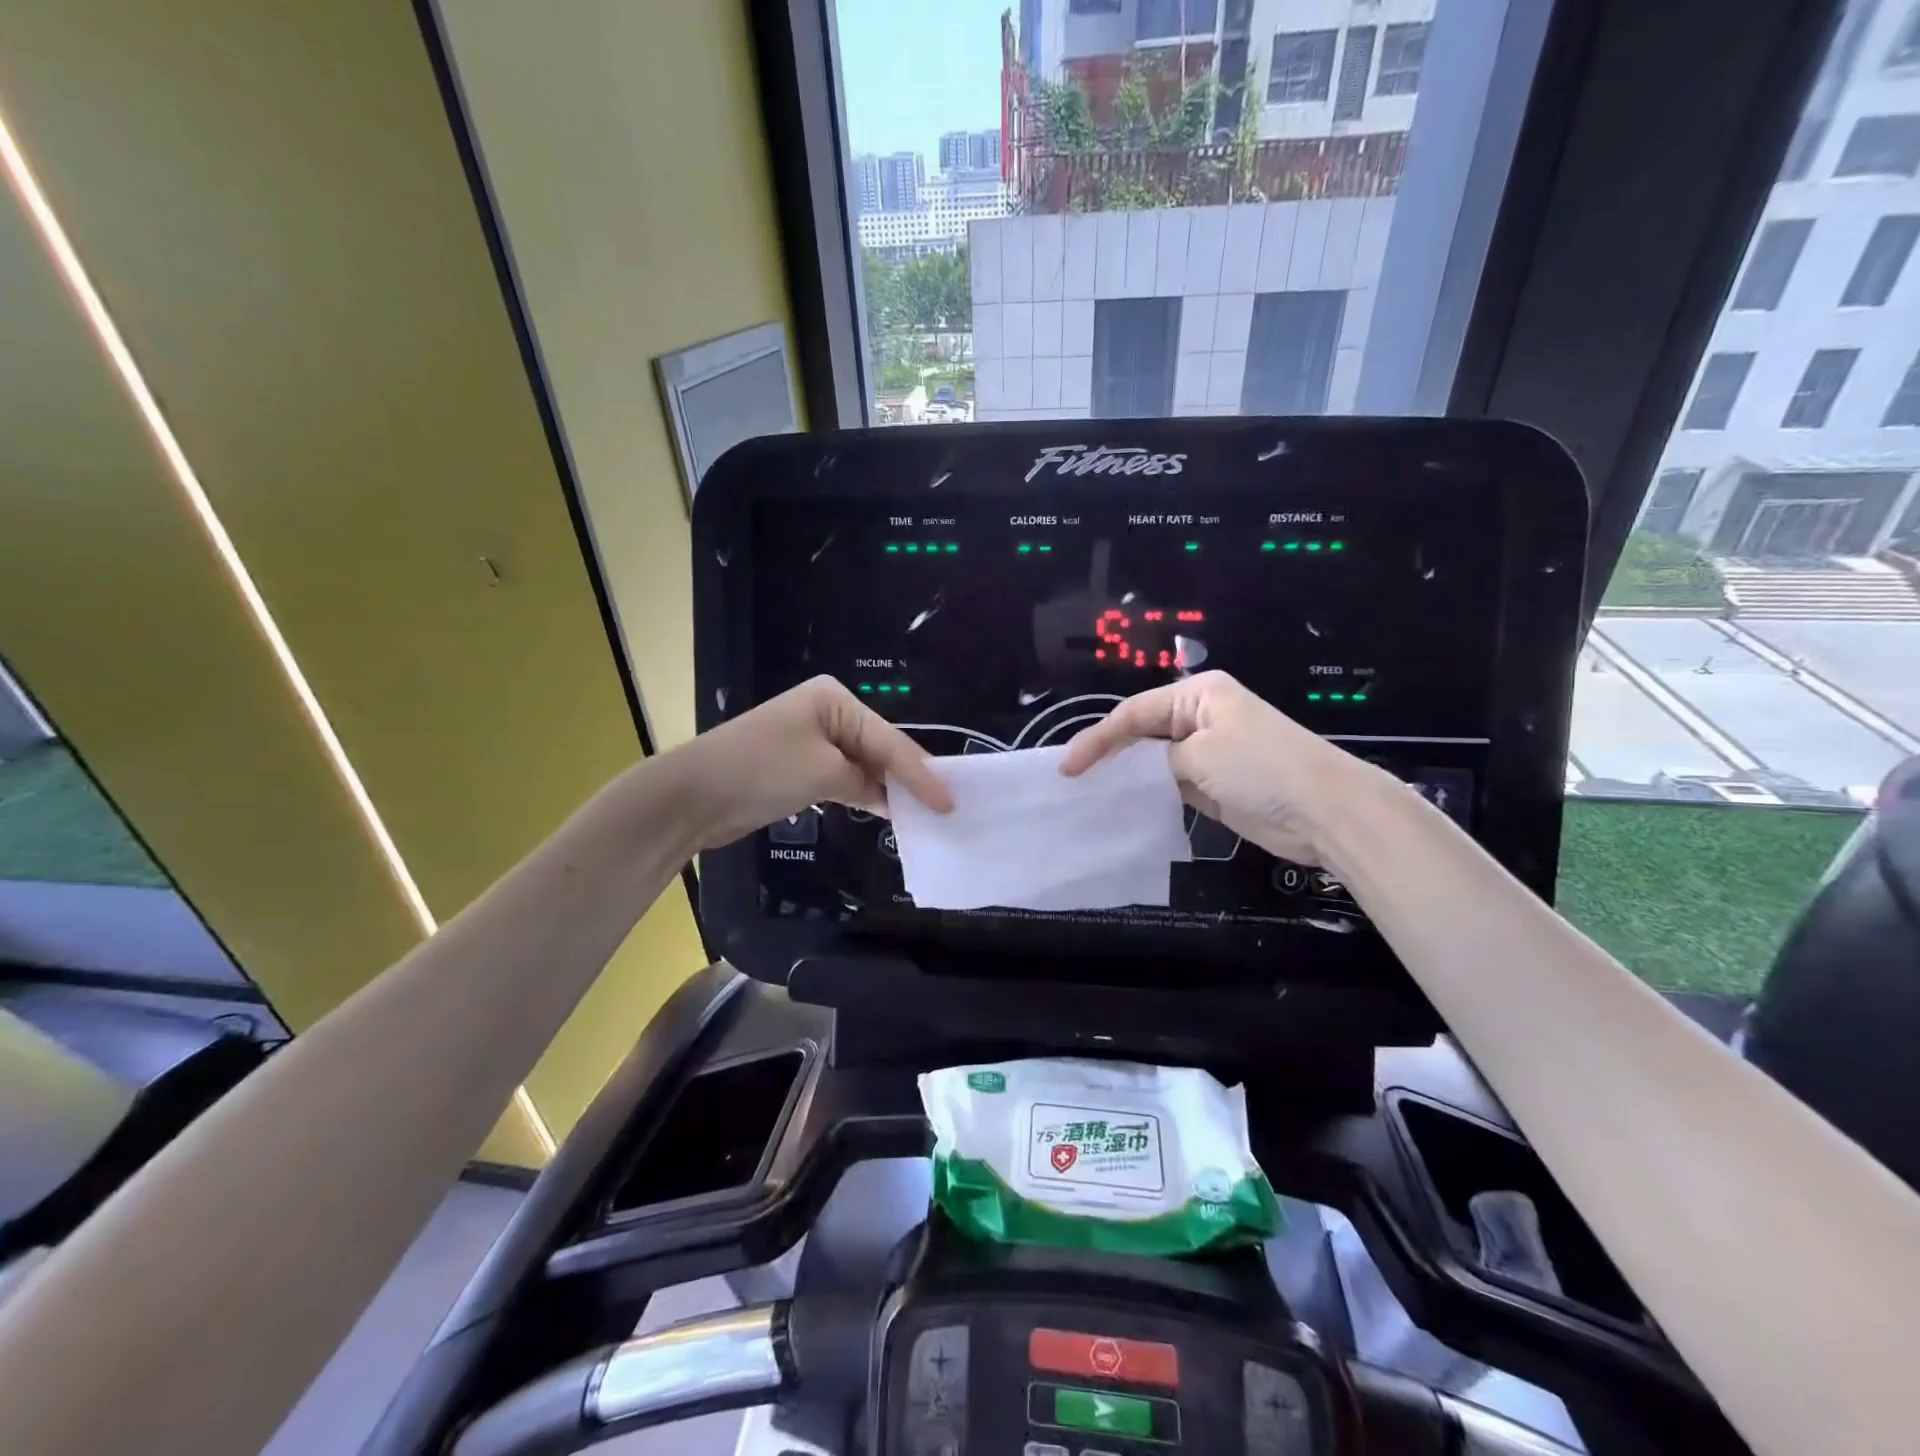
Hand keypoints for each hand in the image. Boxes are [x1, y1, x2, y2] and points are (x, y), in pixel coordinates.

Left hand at [681, 676, 951, 850]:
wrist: (693, 795)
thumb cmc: (762, 770)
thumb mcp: (823, 773)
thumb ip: (866, 783)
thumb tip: (889, 799)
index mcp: (834, 699)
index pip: (889, 739)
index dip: (921, 773)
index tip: (949, 801)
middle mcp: (827, 712)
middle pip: (880, 748)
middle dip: (909, 778)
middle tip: (946, 806)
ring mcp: (813, 739)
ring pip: (864, 765)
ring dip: (888, 789)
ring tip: (926, 813)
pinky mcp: (802, 766)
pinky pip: (845, 778)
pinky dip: (865, 795)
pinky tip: (888, 812)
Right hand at [1059, 671, 1362, 864]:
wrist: (1325, 811)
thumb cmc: (1260, 769)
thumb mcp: (1200, 755)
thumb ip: (1159, 760)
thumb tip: (1145, 772)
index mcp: (1199, 694)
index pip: (1134, 712)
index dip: (1098, 738)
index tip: (1069, 767)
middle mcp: (1201, 717)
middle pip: (1142, 732)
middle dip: (1108, 752)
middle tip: (1072, 779)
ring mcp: (1209, 752)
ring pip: (1153, 760)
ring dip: (1126, 775)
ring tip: (1090, 793)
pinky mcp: (1214, 785)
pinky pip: (1170, 785)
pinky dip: (1147, 793)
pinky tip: (1123, 806)